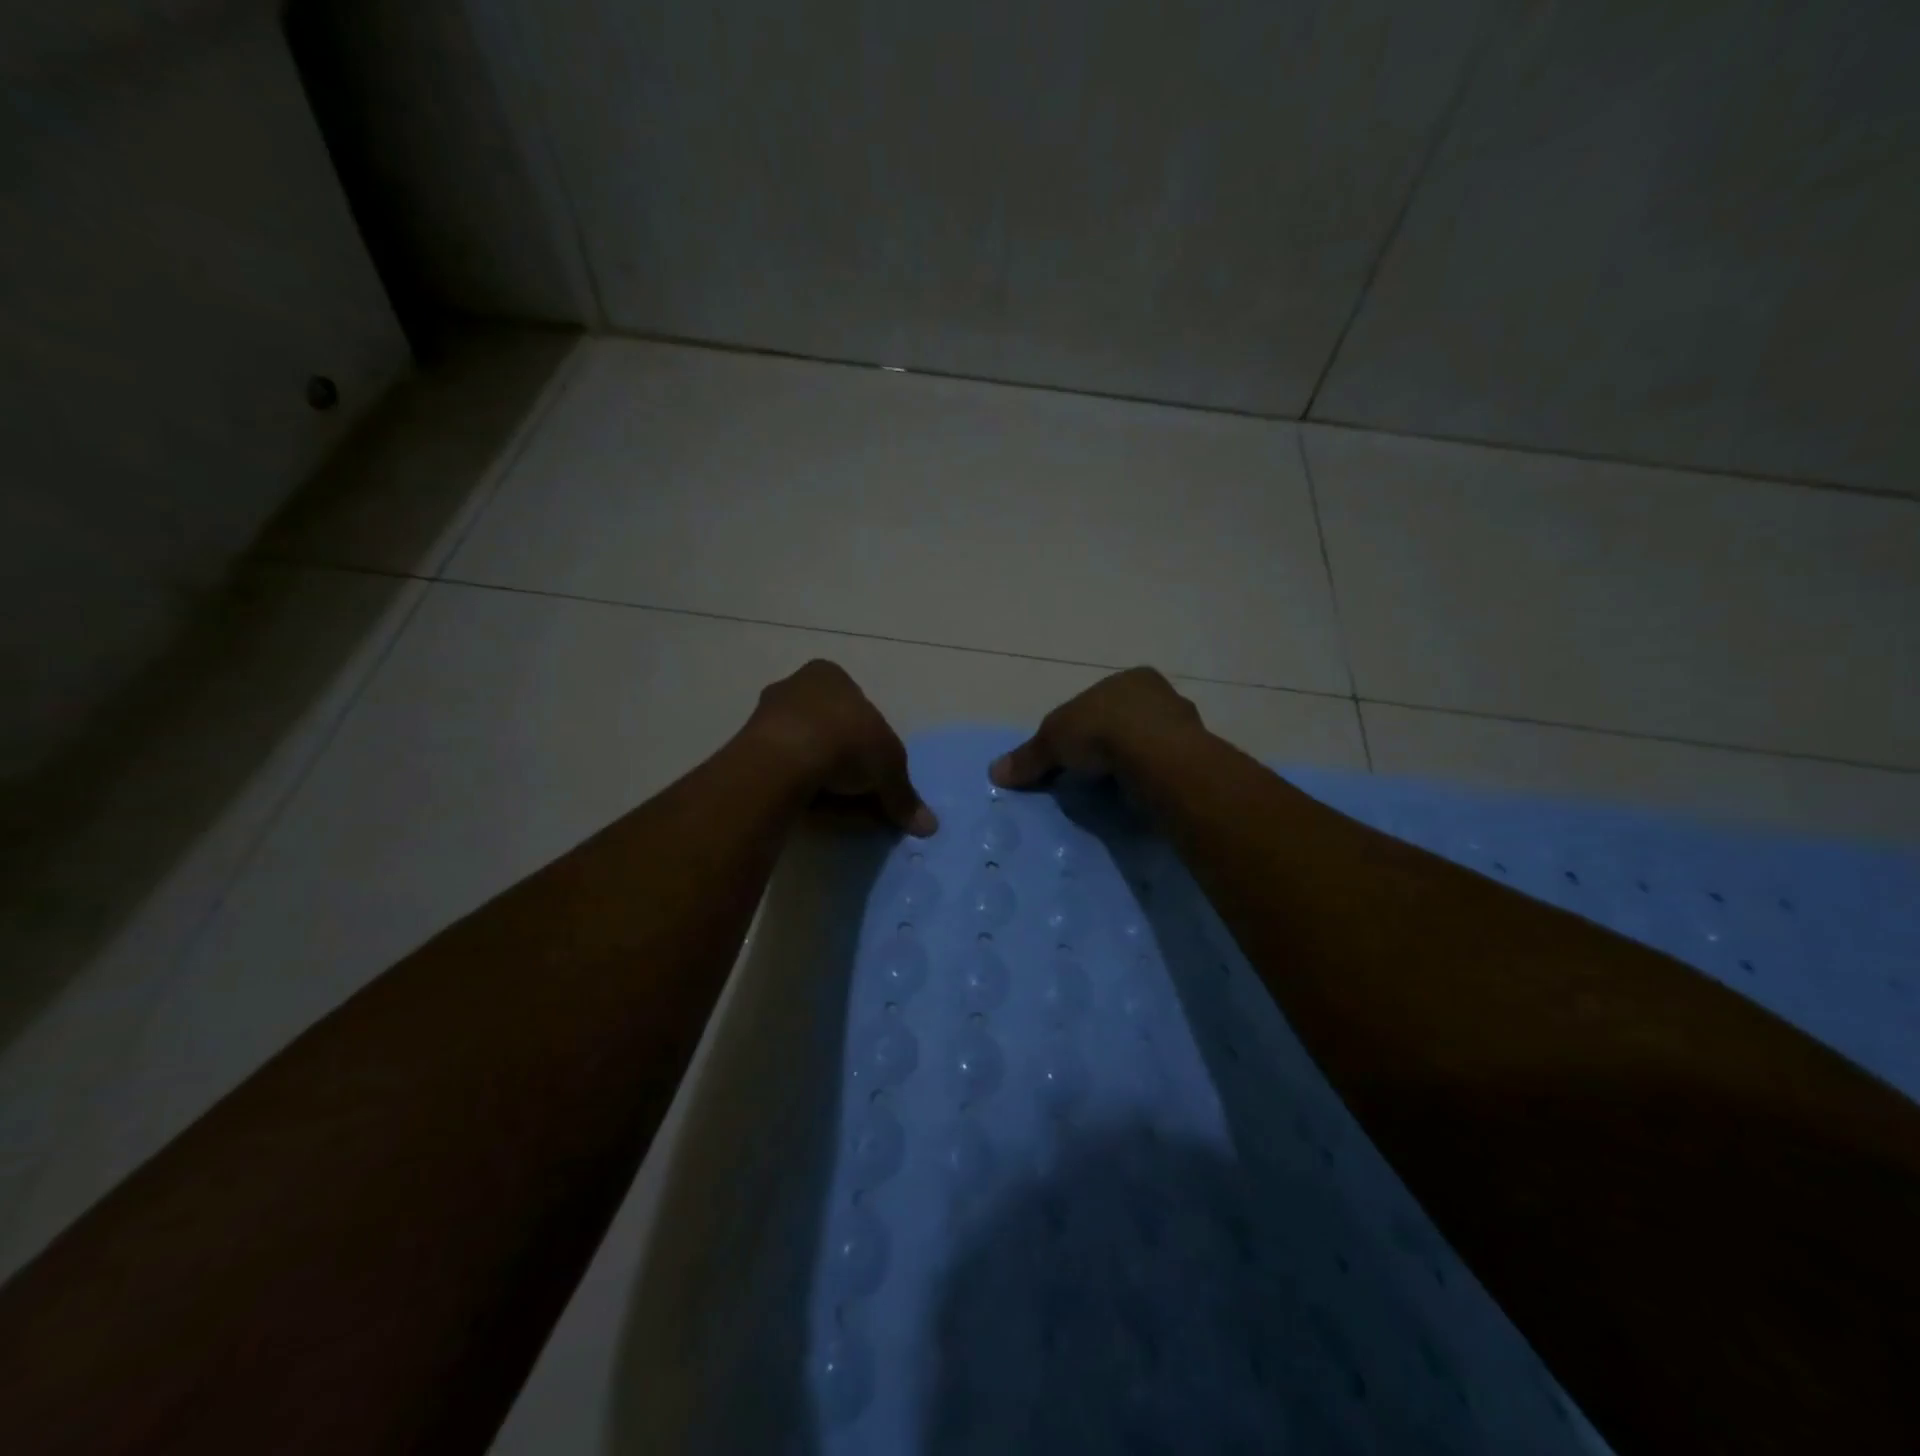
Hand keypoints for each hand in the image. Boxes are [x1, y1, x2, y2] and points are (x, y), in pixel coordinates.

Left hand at [744, 660, 937, 835]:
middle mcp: (794, 688)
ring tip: (842, 813)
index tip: (881, 779)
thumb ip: (905, 796)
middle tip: (866, 801)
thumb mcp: (890, 769)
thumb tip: (929, 826)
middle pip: (834, 734)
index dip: (876, 748)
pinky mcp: (748, 753)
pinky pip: (787, 775)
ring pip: (810, 756)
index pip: (861, 711)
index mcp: (830, 675)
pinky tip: (816, 812)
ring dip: (828, 784)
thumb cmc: (845, 742)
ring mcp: (766, 719)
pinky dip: (804, 793)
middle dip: (851, 769)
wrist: (780, 763)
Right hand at [989, 667, 1204, 787]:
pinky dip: (1150, 779)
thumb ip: (1028, 757)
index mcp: (1129, 679)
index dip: (1081, 726)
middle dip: (1109, 744)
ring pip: (1150, 743)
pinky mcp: (1195, 757)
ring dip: (1133, 763)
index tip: (1071, 752)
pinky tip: (1137, 794)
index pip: (1098, 701)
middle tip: (1091, 772)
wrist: (1157, 756)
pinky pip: (1165, 767)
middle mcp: (1160, 695)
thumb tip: (994, 772)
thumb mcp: (1052, 740)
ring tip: (1114, 789)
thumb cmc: (1102, 731)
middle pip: (1126, 720)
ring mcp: (1184, 726)